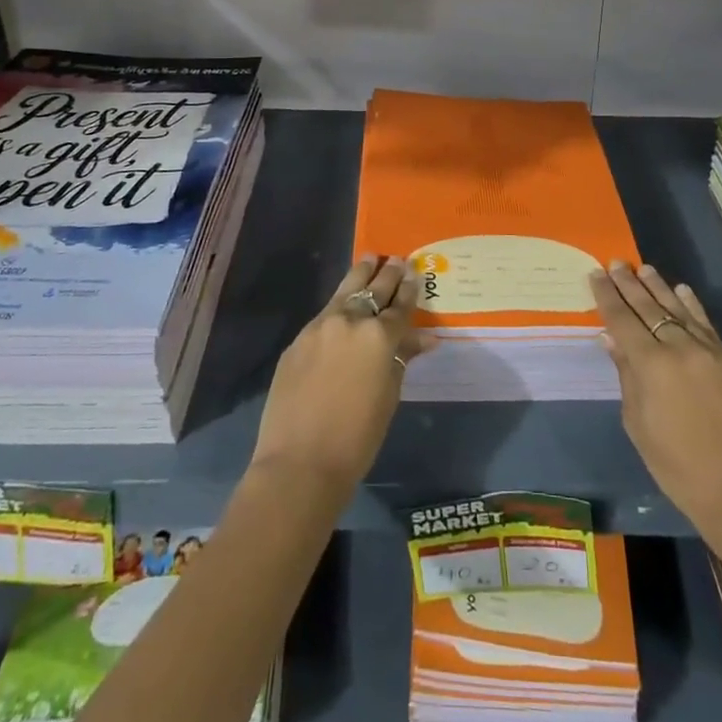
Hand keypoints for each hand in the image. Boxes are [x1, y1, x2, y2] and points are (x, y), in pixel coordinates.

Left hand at [251, 255, 429, 491]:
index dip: (409, 290)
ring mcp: (319, 327)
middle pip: (373, 289)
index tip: (415, 275)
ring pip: (344, 291)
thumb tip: (423, 339)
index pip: (400, 306)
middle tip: (396, 260)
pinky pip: (324, 315)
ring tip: (369, 259)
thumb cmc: (357, 438)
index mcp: (379, 336)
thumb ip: (402, 359)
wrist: (300, 462)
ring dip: (360, 275)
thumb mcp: (389, 396)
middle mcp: (350, 321)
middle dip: (387, 274)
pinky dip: (338, 306)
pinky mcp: (297, 340)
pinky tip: (342, 304)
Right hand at [590, 262, 721, 540]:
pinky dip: (692, 306)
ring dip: (659, 287)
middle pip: (649, 308)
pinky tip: (681, 290)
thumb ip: (626, 375)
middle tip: (616, 263)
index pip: (622, 320)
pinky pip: (707, 325)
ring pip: (679, 309)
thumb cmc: (677, 466)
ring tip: (644, 269)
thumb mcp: (638, 424)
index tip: (596, 274)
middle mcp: (681, 348)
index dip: (607, 296)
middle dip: (629, 284)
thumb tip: (612, 339)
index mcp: (652, 365)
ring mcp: (711, 352)